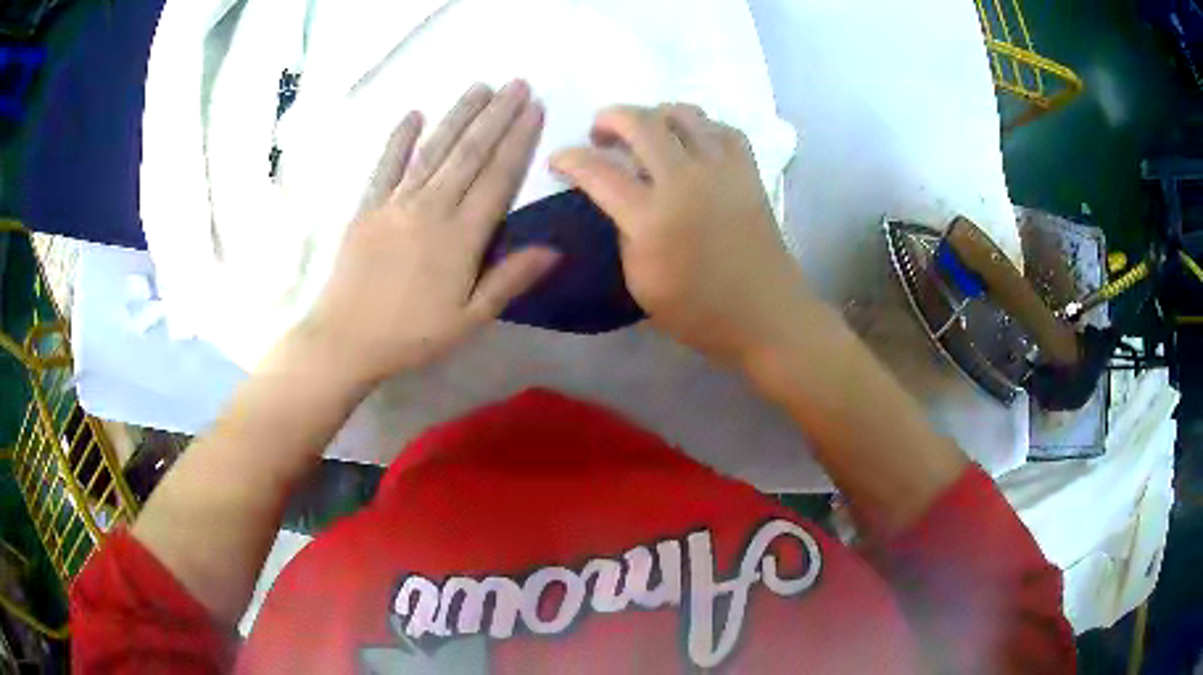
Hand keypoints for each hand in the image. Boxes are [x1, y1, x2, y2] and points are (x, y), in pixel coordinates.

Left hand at [300, 81, 558, 386]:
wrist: (345, 340)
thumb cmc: (412, 336)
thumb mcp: (469, 319)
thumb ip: (509, 279)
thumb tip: (555, 249)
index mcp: (460, 236)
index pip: (497, 177)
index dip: (518, 141)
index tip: (534, 109)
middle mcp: (431, 208)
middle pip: (469, 153)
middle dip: (496, 116)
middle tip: (516, 84)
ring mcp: (395, 203)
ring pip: (434, 150)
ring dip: (458, 116)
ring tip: (480, 87)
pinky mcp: (367, 207)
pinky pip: (386, 166)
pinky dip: (399, 139)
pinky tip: (413, 114)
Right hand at [551, 104, 812, 365]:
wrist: (766, 315)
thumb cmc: (699, 312)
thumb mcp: (640, 283)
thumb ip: (624, 233)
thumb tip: (620, 199)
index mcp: (651, 219)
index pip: (597, 171)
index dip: (569, 158)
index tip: (559, 159)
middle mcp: (685, 181)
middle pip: (640, 123)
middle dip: (610, 118)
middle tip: (600, 133)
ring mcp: (722, 170)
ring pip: (683, 114)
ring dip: (654, 114)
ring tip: (646, 132)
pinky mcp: (749, 171)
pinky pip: (722, 128)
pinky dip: (700, 127)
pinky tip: (691, 143)